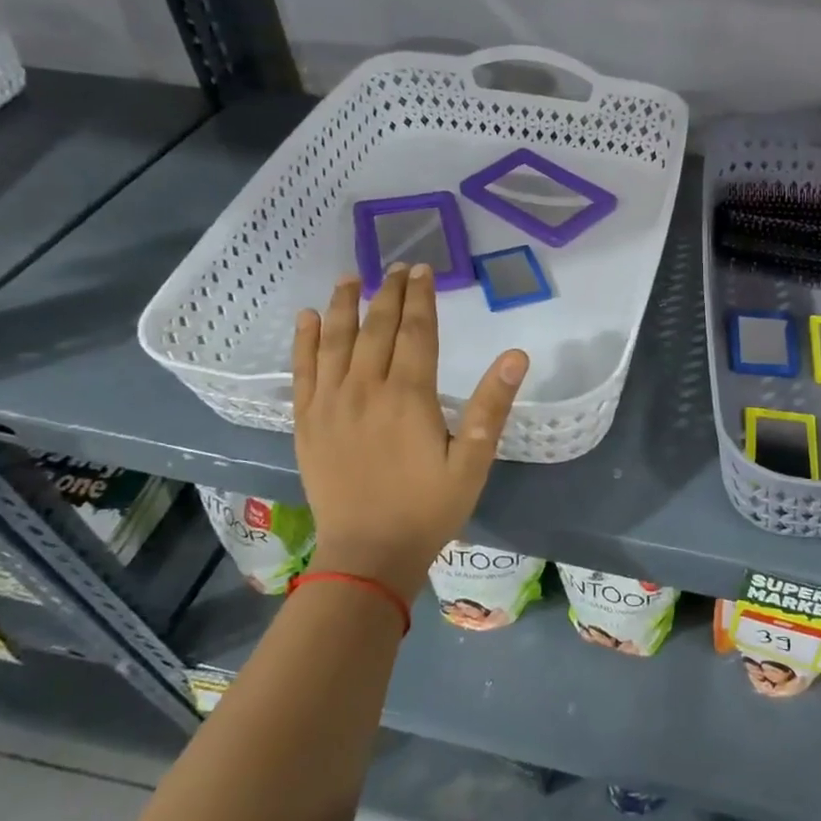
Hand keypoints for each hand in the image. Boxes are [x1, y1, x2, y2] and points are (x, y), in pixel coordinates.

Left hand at [292, 264, 528, 600]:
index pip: (416, 332)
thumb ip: (492, 405)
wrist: (368, 554)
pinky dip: (304, 341)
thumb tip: (517, 355)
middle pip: (377, 328)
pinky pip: (303, 370)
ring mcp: (331, 404)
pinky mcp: (307, 422)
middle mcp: (366, 388)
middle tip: (398, 266)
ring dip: (345, 305)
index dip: (421, 298)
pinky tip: (308, 318)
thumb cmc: (429, 508)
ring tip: (352, 278)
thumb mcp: (473, 461)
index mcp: (409, 395)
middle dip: (389, 293)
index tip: (424, 270)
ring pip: (336, 340)